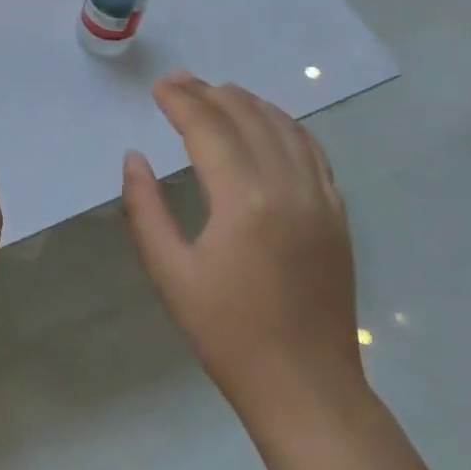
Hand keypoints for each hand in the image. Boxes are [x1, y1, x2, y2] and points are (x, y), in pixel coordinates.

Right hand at [121, 72, 363, 421]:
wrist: (306, 388)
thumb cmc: (228, 334)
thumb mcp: (170, 274)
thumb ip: (145, 209)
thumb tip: (134, 158)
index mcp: (244, 201)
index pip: (209, 129)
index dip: (181, 102)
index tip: (158, 87)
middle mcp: (288, 186)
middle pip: (247, 118)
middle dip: (209, 93)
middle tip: (179, 81)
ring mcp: (321, 198)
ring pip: (285, 127)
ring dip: (249, 102)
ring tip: (218, 90)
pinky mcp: (337, 214)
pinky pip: (313, 151)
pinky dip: (286, 125)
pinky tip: (269, 122)